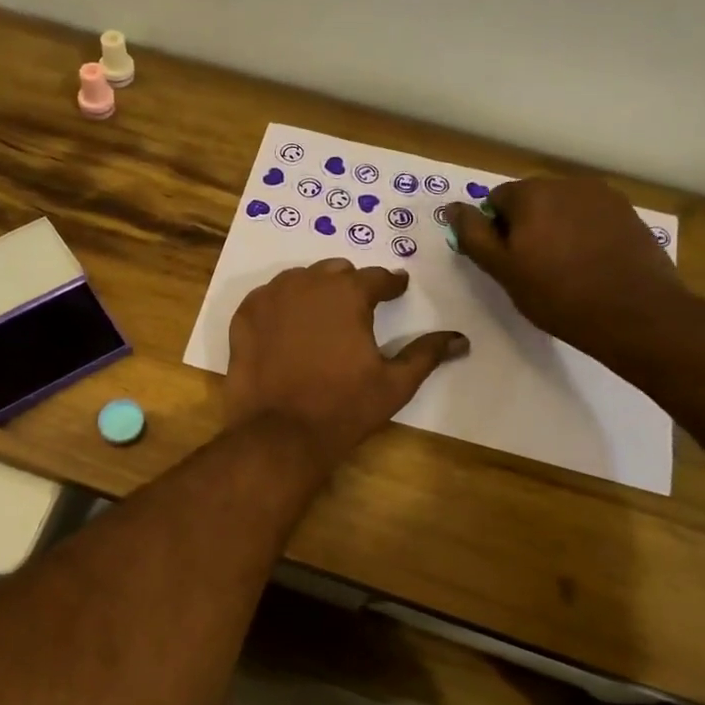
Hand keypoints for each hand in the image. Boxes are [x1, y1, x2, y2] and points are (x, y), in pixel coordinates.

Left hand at [225, 258, 468, 469]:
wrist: (280, 432)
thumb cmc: (343, 406)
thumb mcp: (394, 383)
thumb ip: (426, 354)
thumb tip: (460, 339)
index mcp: (348, 293)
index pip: (377, 278)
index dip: (391, 284)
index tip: (397, 288)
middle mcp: (307, 284)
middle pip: (335, 272)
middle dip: (350, 285)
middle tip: (358, 307)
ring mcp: (270, 298)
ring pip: (298, 280)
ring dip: (314, 290)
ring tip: (321, 314)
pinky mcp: (243, 317)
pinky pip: (267, 298)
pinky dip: (280, 306)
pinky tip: (286, 326)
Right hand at [445, 176, 683, 358]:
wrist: (634, 313)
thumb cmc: (557, 294)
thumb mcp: (503, 270)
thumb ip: (473, 235)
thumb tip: (451, 208)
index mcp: (531, 193)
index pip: (496, 200)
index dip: (495, 230)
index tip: (506, 260)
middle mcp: (567, 183)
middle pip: (532, 199)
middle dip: (527, 226)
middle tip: (532, 267)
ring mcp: (603, 196)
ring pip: (563, 208)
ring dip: (556, 228)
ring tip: (564, 267)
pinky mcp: (629, 213)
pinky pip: (592, 218)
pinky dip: (584, 234)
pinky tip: (591, 265)